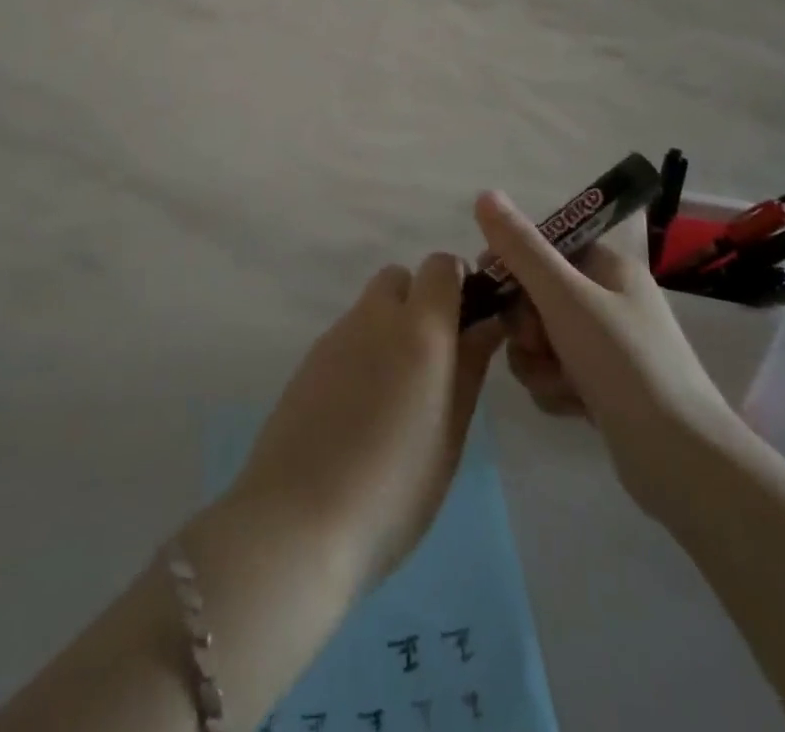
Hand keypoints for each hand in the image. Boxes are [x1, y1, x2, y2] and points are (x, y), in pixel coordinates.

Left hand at [231, 256, 503, 588]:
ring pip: (370, 308)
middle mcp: (374, 317)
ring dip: (389, 329)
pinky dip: (361, 353)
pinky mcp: (307, 361)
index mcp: (419, 328)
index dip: (458, 284)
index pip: (441, 266)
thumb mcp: (450, 433)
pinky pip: (346, 337)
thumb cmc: (394, 487)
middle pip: (400, 279)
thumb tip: (486, 323)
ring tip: (396, 397)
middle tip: (432, 362)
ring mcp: (335, 336)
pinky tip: (359, 411)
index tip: (468, 324)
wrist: (297, 519)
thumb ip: (469, 368)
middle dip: (420, 302)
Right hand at [473, 192, 738, 514]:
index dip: (512, 264)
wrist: (681, 461)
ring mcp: (607, 346)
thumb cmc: (624, 363)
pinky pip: (555, 373)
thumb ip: (521, 248)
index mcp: (608, 266)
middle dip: (526, 323)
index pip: (544, 247)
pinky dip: (554, 388)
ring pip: (540, 338)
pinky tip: (570, 406)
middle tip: (538, 342)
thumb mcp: (565, 297)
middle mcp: (608, 299)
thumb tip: (485, 194)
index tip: (490, 287)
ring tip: (558, 382)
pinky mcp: (603, 387)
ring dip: (537, 361)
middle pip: (536, 295)